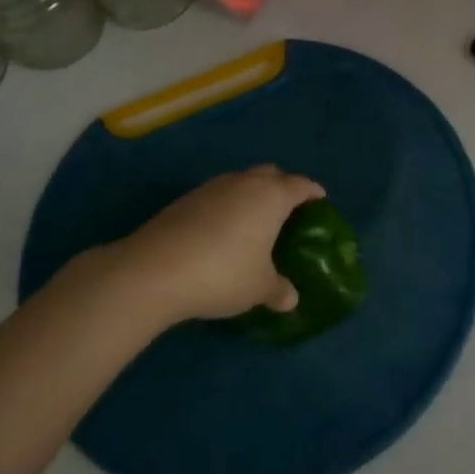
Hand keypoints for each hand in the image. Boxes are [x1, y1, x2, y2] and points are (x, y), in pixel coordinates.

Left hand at [97, 166, 325, 326]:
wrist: (154, 270)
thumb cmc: (223, 273)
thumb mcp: (259, 288)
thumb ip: (279, 290)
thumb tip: (290, 299)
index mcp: (271, 196)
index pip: (301, 185)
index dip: (313, 192)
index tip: (320, 201)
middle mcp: (244, 183)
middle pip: (270, 175)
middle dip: (282, 187)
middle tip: (287, 212)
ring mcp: (211, 188)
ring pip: (240, 182)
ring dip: (251, 196)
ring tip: (253, 223)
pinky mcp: (184, 200)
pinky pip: (217, 197)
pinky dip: (226, 208)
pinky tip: (221, 234)